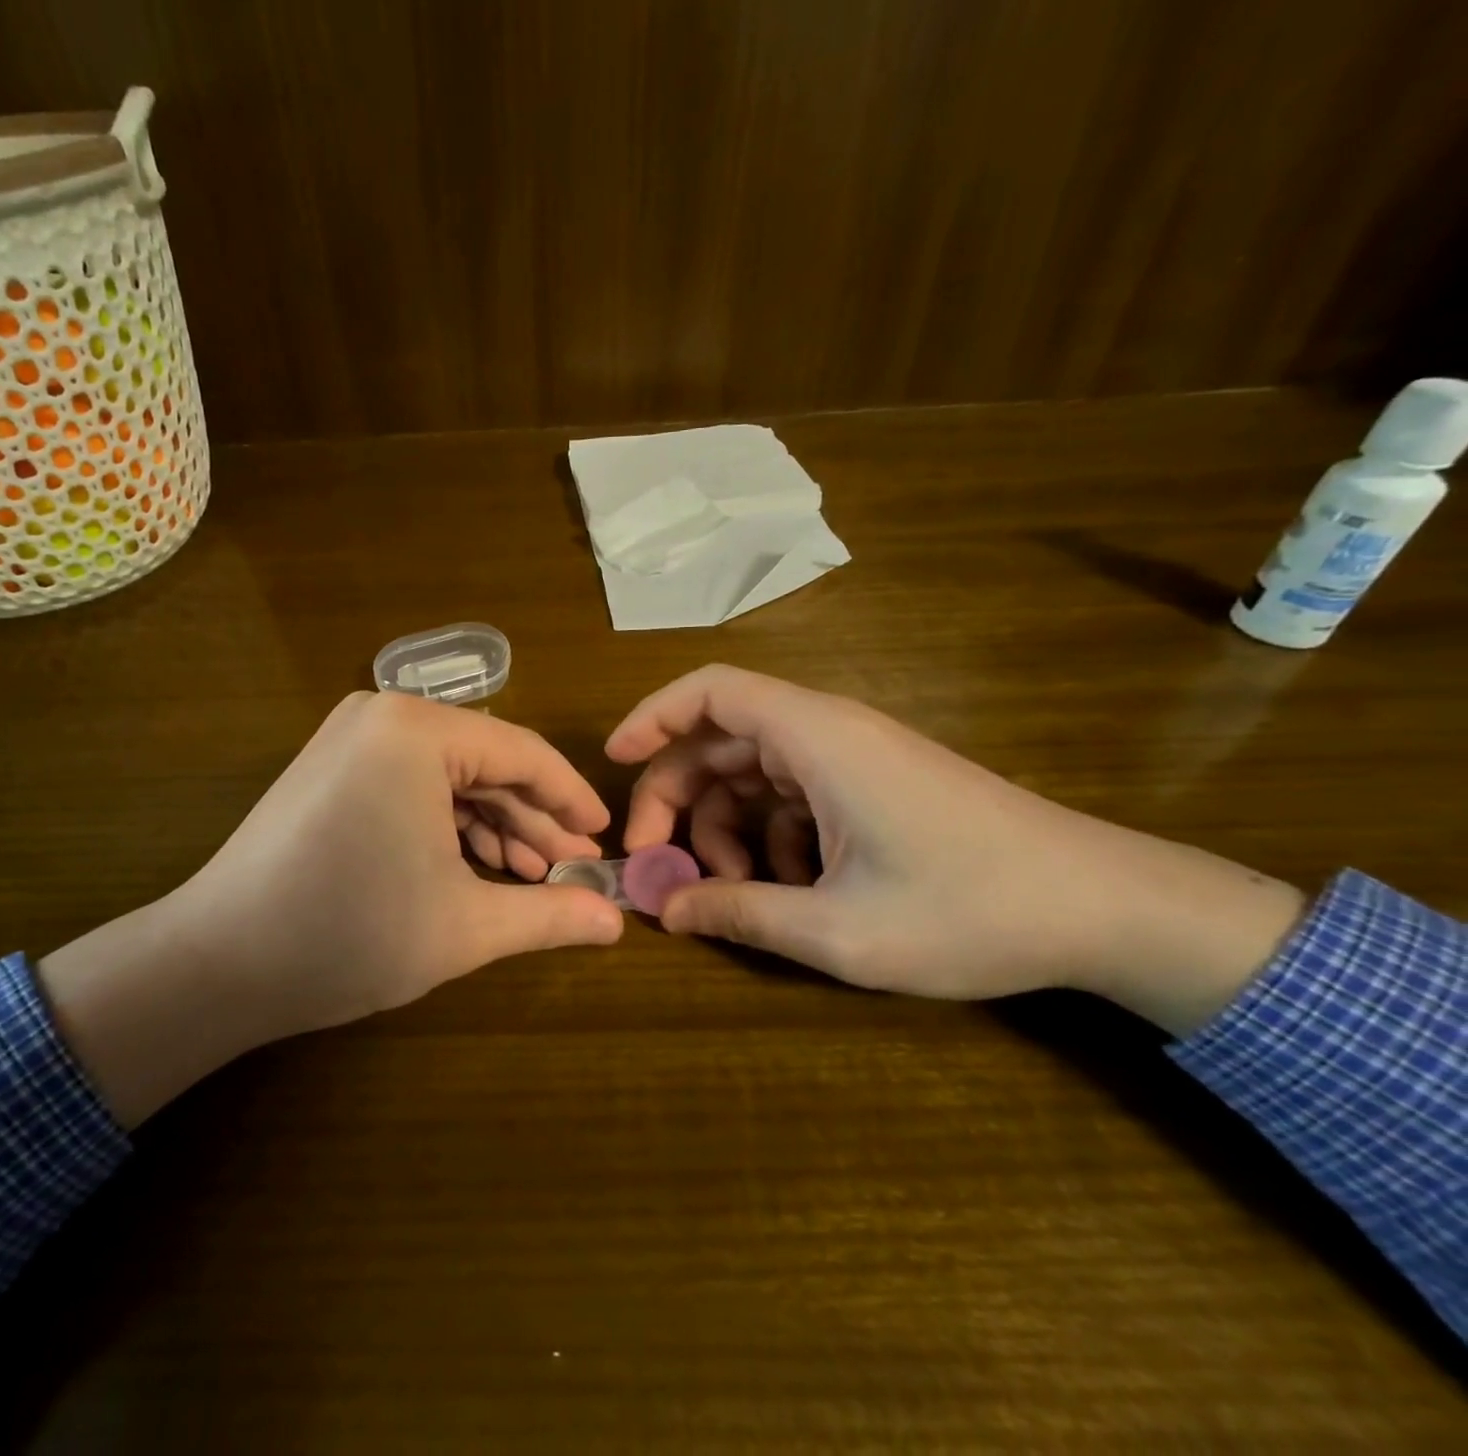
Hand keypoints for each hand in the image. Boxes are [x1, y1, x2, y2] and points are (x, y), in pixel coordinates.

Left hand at [43, 692, 623, 1124]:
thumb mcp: (465, 926)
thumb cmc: (350, 934)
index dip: (571, 799)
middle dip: (532, 821)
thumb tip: (617, 923)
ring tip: (530, 879)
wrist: (218, 964)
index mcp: (417, 730)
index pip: (522, 753)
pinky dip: (448, 826)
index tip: (604, 839)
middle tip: (572, 870)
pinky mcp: (331, 768)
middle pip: (484, 763)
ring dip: (493, 827)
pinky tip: (477, 869)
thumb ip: (550, 915)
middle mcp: (382, 714)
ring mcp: (350, 739)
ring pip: (448, 777)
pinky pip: (411, 785)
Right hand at [607, 665, 1305, 1034]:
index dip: (651, 717)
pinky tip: (787, 891)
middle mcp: (830, 734)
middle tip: (656, 863)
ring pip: (753, 775)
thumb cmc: (971, 909)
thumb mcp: (839, 929)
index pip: (711, 690)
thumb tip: (665, 910)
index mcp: (817, 739)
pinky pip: (793, 797)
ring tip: (734, 894)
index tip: (611, 761)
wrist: (1108, 910)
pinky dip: (769, 838)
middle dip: (676, 798)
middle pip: (720, 740)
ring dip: (725, 829)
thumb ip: (741, 913)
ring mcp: (854, 760)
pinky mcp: (873, 787)